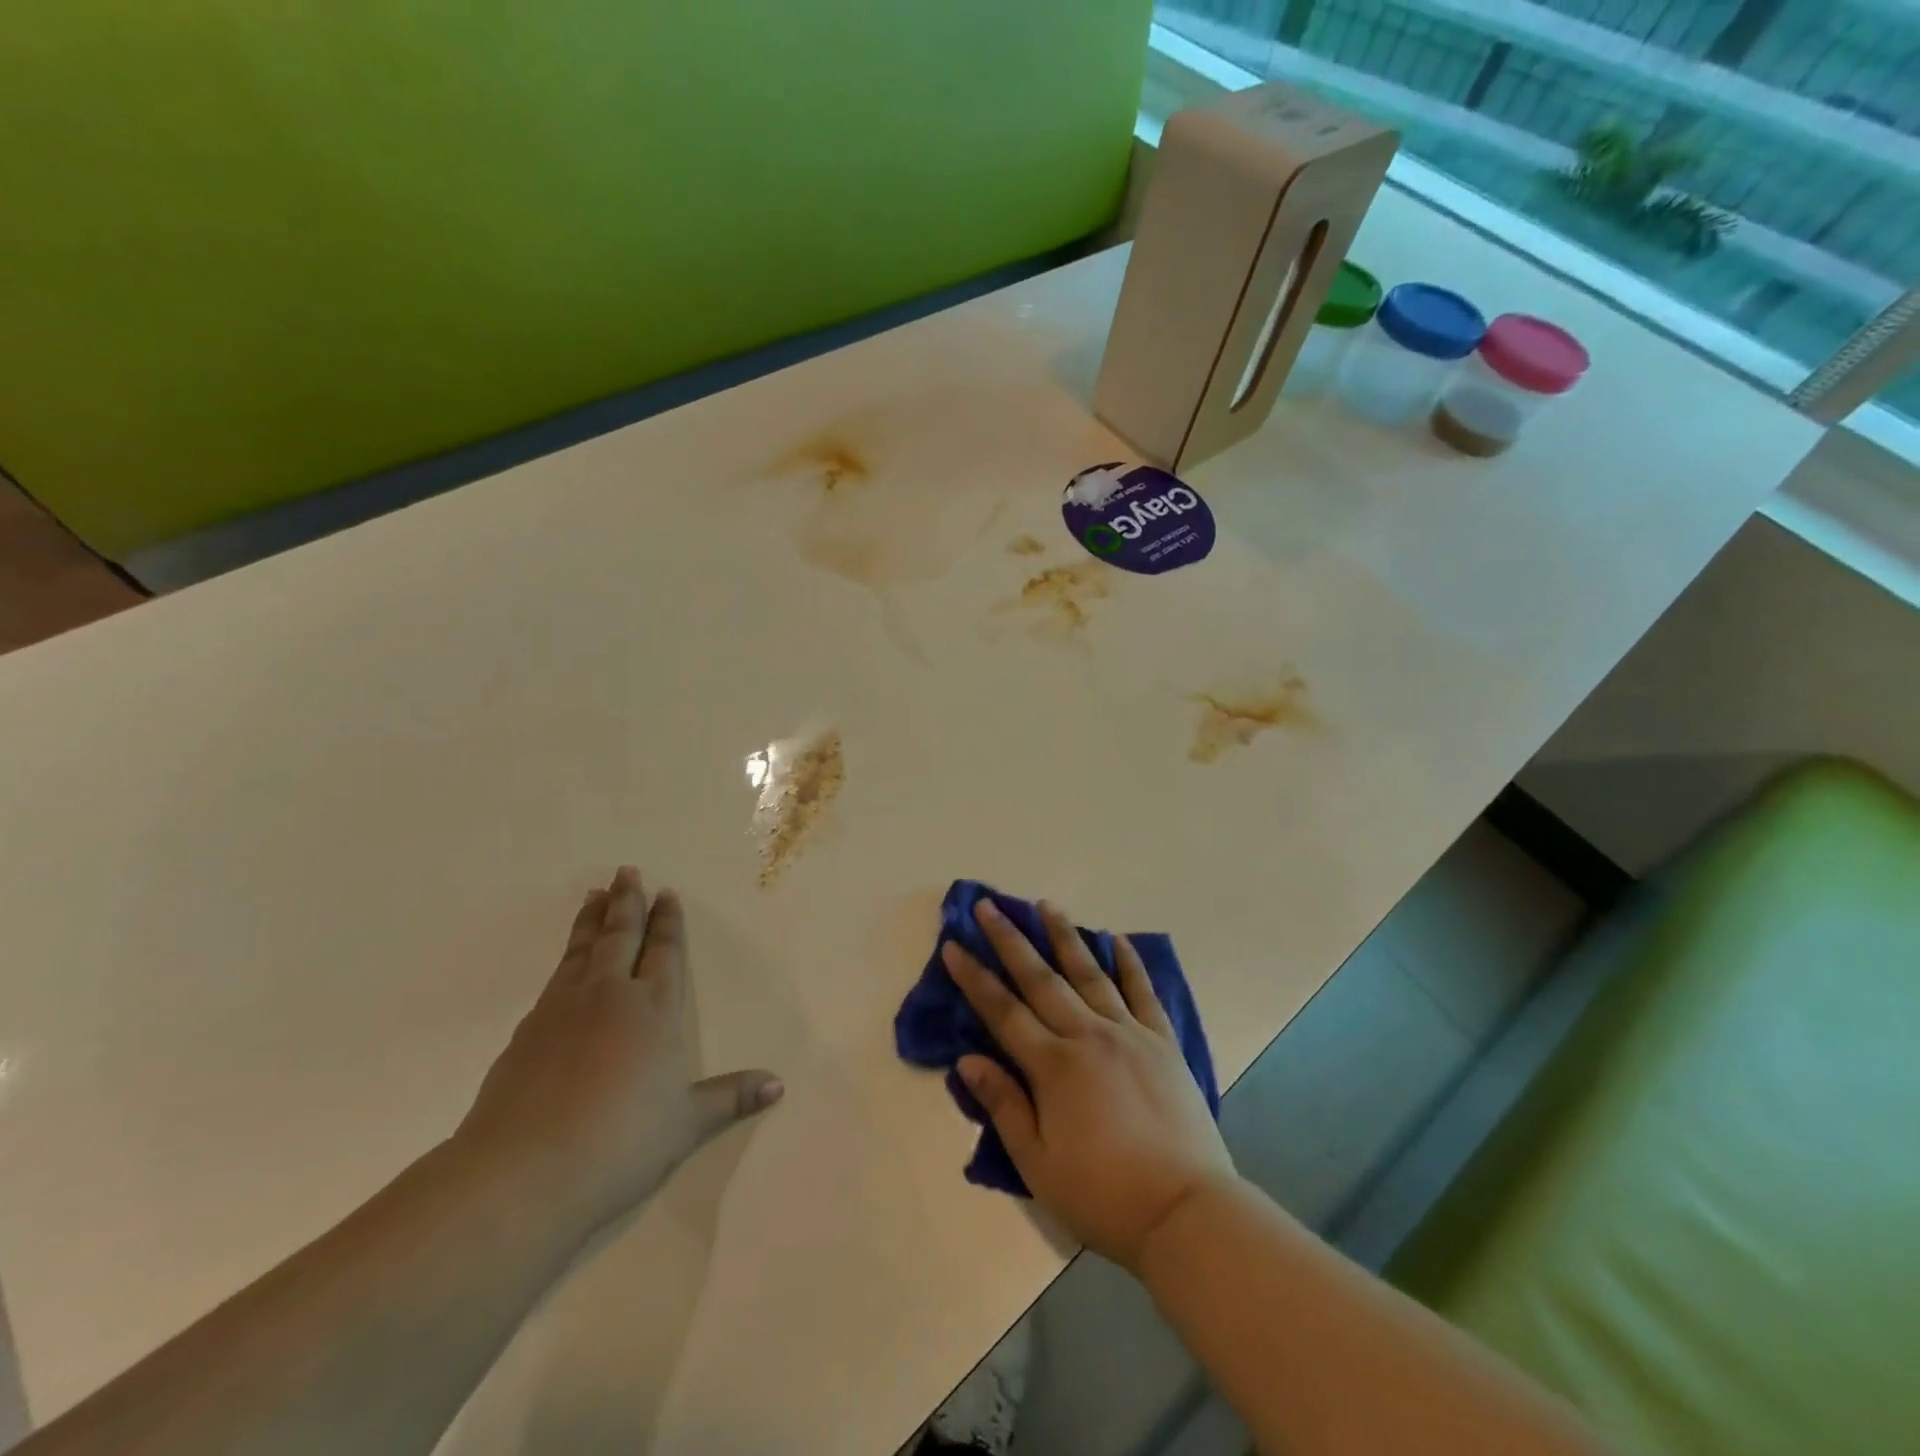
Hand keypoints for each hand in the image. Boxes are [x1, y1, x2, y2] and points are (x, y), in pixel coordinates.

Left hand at [455, 866, 782, 1241]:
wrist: (524, 1173)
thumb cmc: (621, 1142)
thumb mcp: (686, 1125)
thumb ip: (730, 1098)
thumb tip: (778, 1086)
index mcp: (653, 1011)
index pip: (664, 953)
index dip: (667, 923)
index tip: (666, 894)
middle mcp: (609, 997)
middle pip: (620, 937)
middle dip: (627, 903)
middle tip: (626, 871)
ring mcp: (562, 1011)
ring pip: (581, 950)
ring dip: (591, 920)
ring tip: (594, 895)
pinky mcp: (525, 1034)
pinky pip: (553, 979)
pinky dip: (564, 958)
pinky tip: (564, 964)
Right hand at [943, 900, 1235, 1273]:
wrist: (1186, 1211)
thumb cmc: (1103, 1196)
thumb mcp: (1038, 1164)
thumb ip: (1003, 1105)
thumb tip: (967, 1059)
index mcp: (1053, 1066)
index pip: (1003, 1011)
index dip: (975, 977)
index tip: (954, 944)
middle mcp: (1088, 1036)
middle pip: (1041, 979)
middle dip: (1010, 940)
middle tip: (988, 906)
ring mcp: (1129, 1034)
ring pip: (1089, 973)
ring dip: (1064, 936)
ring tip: (1045, 905)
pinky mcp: (1162, 1042)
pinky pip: (1142, 992)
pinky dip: (1129, 963)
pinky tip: (1117, 939)